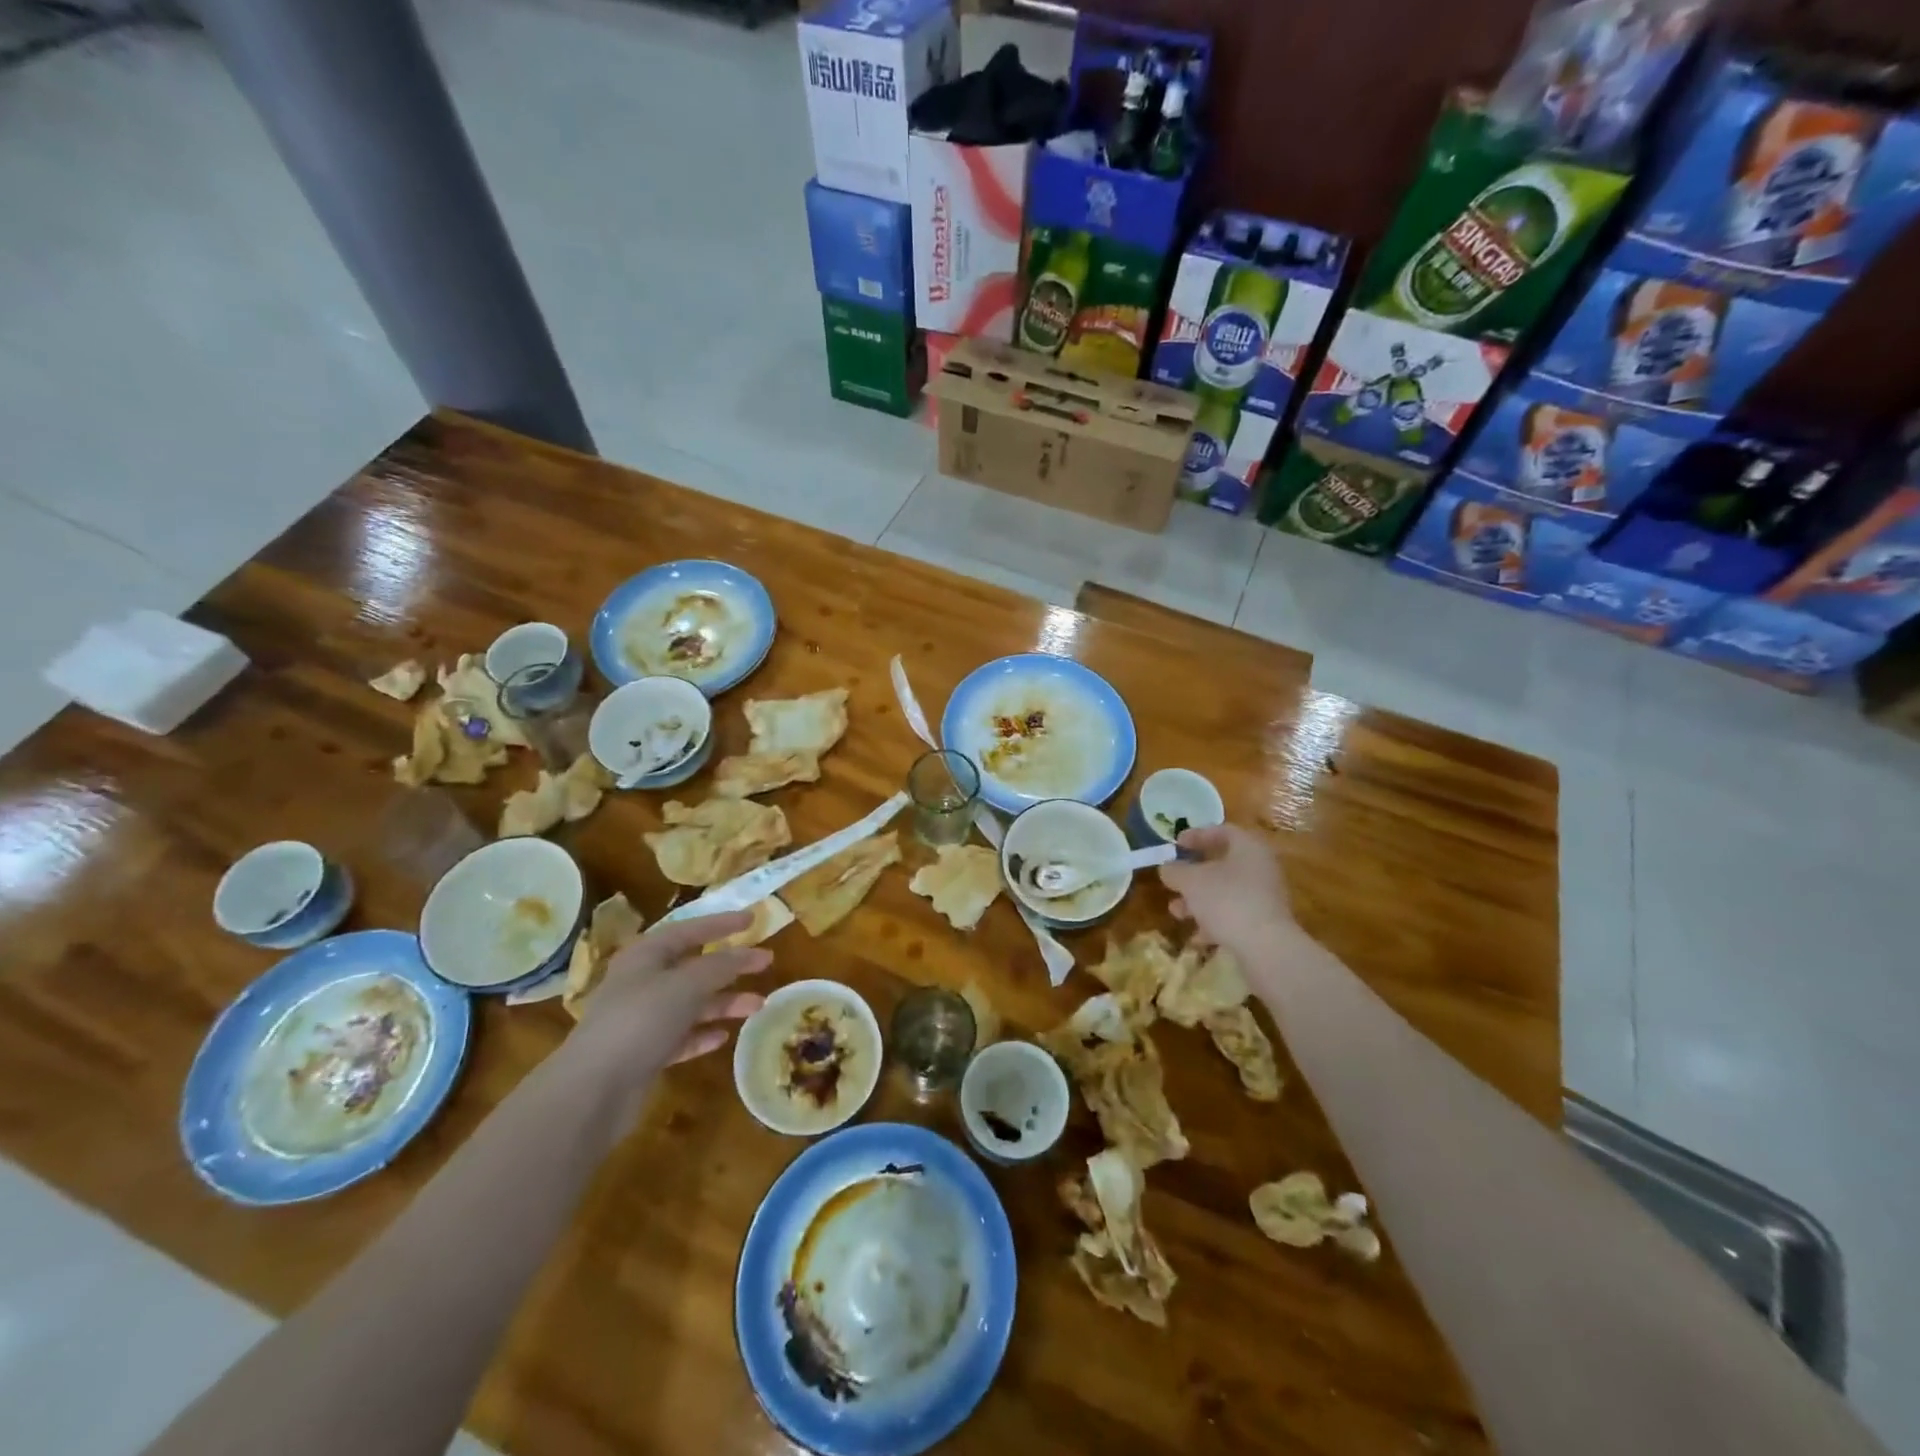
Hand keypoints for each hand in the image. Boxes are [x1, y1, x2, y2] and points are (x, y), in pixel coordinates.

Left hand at [566, 911, 770, 1094]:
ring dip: (724, 1002)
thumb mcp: (686, 984)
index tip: (753, 919)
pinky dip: (703, 1033)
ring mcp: (642, 1019)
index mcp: (646, 955)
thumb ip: (720, 966)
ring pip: (692, 1003)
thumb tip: (748, 953)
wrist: (593, 1089)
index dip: (721, 923)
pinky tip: (724, 1036)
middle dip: (730, 966)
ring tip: (758, 1006)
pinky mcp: (645, 1053)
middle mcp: (643, 982)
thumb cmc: (640, 1020)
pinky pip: (682, 1036)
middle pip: (694, 967)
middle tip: (765, 963)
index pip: (689, 929)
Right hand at [1159, 824, 1301, 957]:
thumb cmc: (1226, 900)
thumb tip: (1167, 868)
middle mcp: (1261, 868)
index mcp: (1248, 848)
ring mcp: (1265, 897)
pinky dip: (1214, 921)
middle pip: (1223, 864)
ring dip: (1199, 900)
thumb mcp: (1191, 881)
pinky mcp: (1265, 923)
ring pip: (1226, 892)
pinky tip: (1197, 936)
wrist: (1266, 948)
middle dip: (1193, 874)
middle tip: (1173, 880)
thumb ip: (1175, 870)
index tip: (1175, 844)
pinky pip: (1234, 914)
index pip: (1222, 831)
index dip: (1196, 835)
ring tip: (1177, 912)